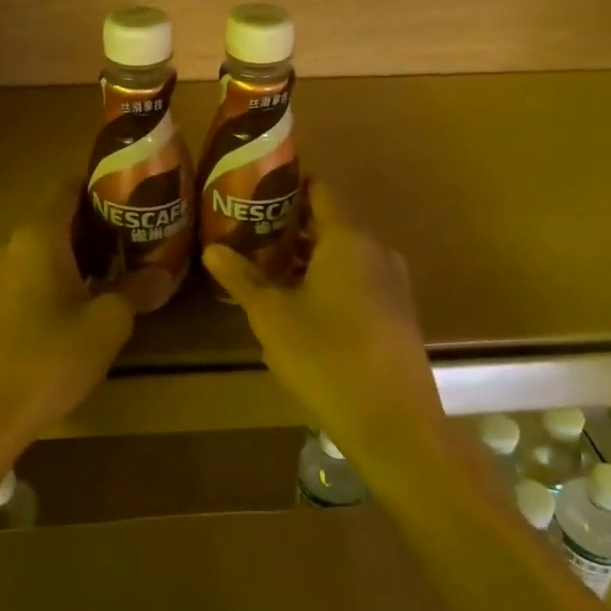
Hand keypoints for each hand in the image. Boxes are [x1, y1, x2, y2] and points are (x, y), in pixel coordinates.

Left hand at [0, 182, 135, 451]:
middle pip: (55, 217)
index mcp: (37, 236)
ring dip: (74, 254)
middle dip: (94, 225)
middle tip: (133, 239)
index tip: (130, 197)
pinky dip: (53, 276)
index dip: (98, 185)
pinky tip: (76, 306)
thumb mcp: (106, 325)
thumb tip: (162, 274)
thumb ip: (135, 291)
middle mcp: (10, 245)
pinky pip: (25, 273)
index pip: (66, 186)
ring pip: (40, 248)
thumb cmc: (48, 359)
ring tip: (112, 273)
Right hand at [205, 182, 444, 466]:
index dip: (289, 187)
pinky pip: (358, 281)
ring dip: (308, 259)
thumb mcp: (272, 316)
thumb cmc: (326, 356)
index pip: (319, 191)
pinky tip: (301, 309)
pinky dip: (329, 282)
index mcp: (347, 238)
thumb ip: (242, 278)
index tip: (256, 194)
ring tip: (268, 272)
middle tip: (251, 235)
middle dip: (290, 228)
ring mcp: (392, 283)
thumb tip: (212, 249)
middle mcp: (376, 250)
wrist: (393, 423)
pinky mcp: (397, 314)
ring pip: (343, 256)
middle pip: (330, 224)